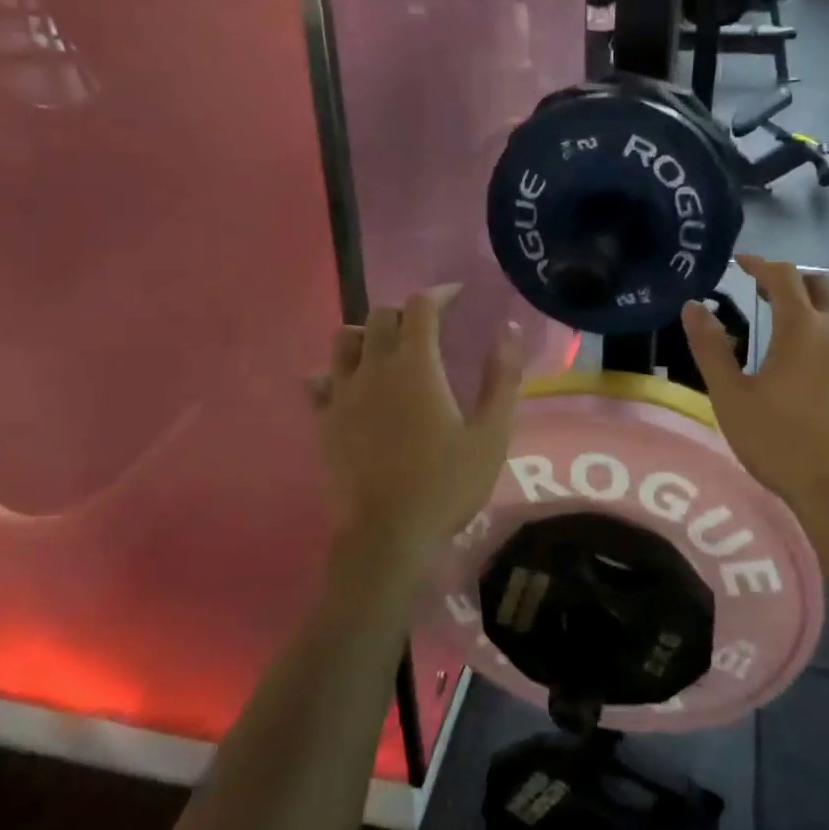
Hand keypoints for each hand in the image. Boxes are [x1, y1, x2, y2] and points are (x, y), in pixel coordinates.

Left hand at [310, 287, 523, 561]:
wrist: (386, 536)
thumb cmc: (446, 484)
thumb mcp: (491, 434)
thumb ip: (502, 378)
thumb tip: (509, 329)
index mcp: (415, 366)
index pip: (420, 307)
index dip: (439, 293)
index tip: (456, 296)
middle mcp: (373, 368)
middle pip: (380, 316)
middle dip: (406, 312)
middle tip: (428, 329)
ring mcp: (342, 394)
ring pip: (344, 340)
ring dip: (368, 334)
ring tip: (387, 351)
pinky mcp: (323, 421)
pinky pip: (319, 380)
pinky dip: (335, 372)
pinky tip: (351, 386)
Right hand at [682, 256, 828, 510]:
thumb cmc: (780, 443)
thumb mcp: (731, 397)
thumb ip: (710, 348)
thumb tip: (692, 307)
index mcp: (802, 328)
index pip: (783, 276)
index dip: (760, 264)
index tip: (741, 263)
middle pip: (820, 284)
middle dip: (791, 279)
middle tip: (765, 291)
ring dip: (819, 297)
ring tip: (795, 313)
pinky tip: (822, 350)